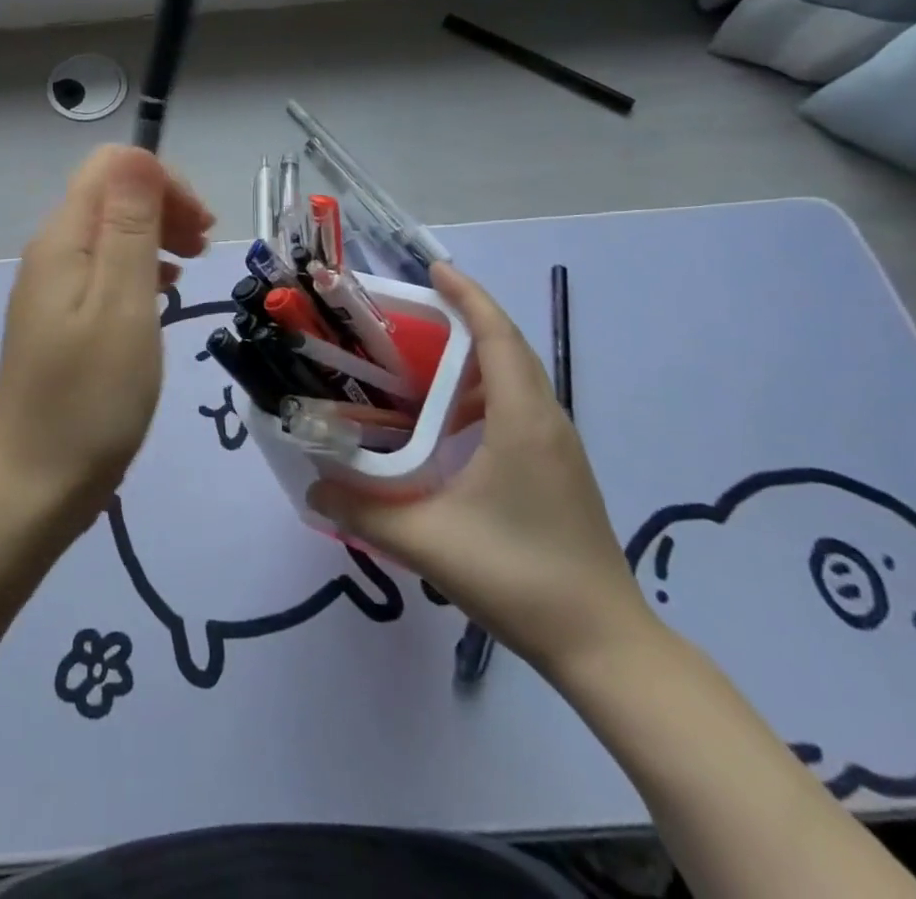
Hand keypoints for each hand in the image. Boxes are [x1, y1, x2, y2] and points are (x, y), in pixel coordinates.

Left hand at [0, 146, 214, 522]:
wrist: (34, 484)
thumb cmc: (91, 396)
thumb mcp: (123, 304)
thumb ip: (131, 225)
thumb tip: (138, 154)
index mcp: (63, 239)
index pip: (111, 167)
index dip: (162, 181)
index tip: (200, 228)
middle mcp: (51, 253)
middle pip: (109, 196)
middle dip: (162, 206)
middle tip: (204, 246)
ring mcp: (52, 289)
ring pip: (109, 234)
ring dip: (154, 237)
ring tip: (191, 269)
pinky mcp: (59, 322)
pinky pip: (103, 272)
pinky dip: (138, 271)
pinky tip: (161, 297)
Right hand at [307, 263, 653, 679]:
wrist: (604, 644)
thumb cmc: (518, 576)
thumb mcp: (426, 541)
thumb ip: (362, 510)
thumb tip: (311, 486)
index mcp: (521, 420)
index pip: (497, 336)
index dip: (468, 297)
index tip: (434, 269)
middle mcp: (546, 420)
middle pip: (510, 347)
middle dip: (468, 316)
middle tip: (416, 308)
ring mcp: (559, 447)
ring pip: (518, 377)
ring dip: (477, 355)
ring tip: (424, 358)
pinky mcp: (559, 469)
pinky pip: (521, 405)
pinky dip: (485, 390)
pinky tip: (450, 421)